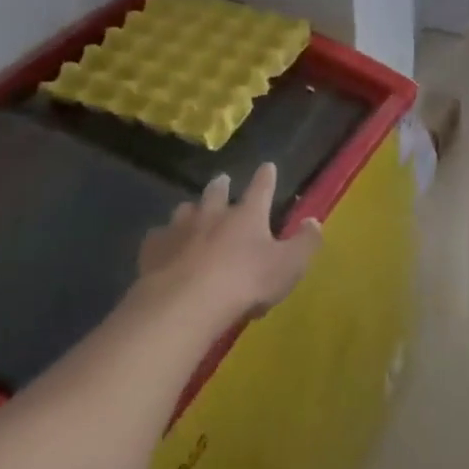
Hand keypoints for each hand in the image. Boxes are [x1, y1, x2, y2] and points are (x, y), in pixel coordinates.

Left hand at [138, 164, 322, 323]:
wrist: (187, 303)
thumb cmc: (245, 282)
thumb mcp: (288, 266)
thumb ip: (305, 243)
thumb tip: (314, 222)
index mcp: (247, 215)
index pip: (261, 189)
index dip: (266, 177)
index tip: (267, 166)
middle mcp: (213, 214)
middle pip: (216, 192)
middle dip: (221, 185)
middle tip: (222, 180)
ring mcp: (180, 229)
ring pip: (185, 210)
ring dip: (191, 210)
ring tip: (191, 212)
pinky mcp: (154, 249)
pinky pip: (158, 237)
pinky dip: (163, 238)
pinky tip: (162, 245)